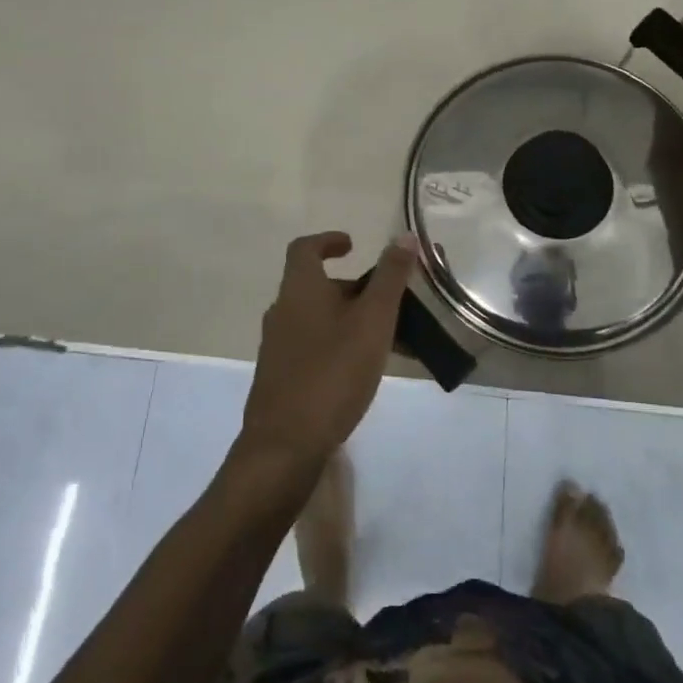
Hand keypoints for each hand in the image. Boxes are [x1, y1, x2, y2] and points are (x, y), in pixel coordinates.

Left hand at [237, 232, 416, 469]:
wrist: (285, 446)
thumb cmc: (332, 373)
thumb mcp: (372, 321)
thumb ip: (390, 278)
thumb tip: (404, 236)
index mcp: (298, 289)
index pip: (305, 248)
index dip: (328, 240)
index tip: (354, 245)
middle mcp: (282, 311)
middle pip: (318, 286)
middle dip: (355, 289)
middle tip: (390, 303)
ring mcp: (278, 347)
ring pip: (319, 319)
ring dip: (351, 320)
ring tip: (389, 341)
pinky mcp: (281, 377)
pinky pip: (314, 346)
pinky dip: (340, 345)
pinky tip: (364, 372)